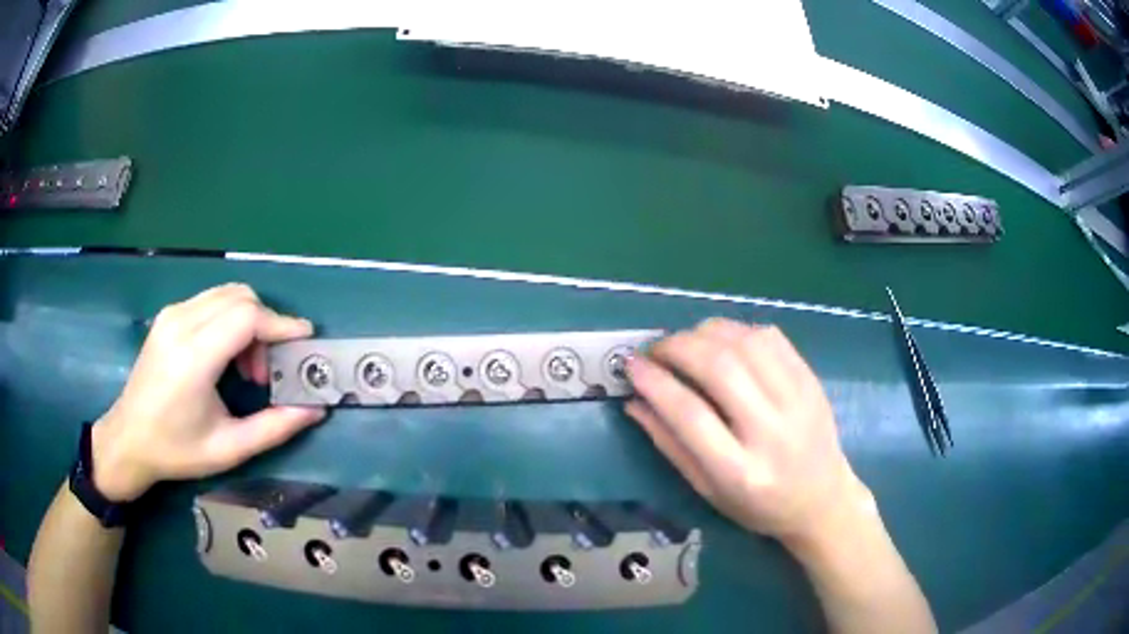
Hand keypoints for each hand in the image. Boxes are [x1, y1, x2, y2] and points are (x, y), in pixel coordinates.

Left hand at [90, 284, 325, 501]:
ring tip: (246, 365)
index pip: (246, 316)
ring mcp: (172, 314)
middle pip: (240, 296)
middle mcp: (181, 324)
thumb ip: (274, 428)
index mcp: (193, 358)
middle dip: (267, 325)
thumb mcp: (229, 449)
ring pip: (227, 293)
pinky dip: (230, 319)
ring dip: (249, 321)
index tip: (305, 340)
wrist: (128, 438)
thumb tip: (314, 410)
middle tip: (268, 368)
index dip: (281, 323)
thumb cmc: (177, 450)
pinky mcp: (168, 315)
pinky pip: (211, 300)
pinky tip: (225, 354)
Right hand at [625, 318, 870, 546]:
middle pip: (720, 368)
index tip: (631, 365)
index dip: (655, 383)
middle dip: (677, 347)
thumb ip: (670, 446)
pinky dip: (737, 329)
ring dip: (705, 332)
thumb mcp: (708, 490)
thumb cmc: (759, 506)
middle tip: (655, 350)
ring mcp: (798, 399)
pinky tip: (722, 341)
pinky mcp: (811, 379)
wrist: (822, 499)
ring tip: (685, 343)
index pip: (691, 415)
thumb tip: (634, 401)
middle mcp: (773, 431)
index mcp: (741, 472)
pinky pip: (770, 336)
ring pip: (745, 342)